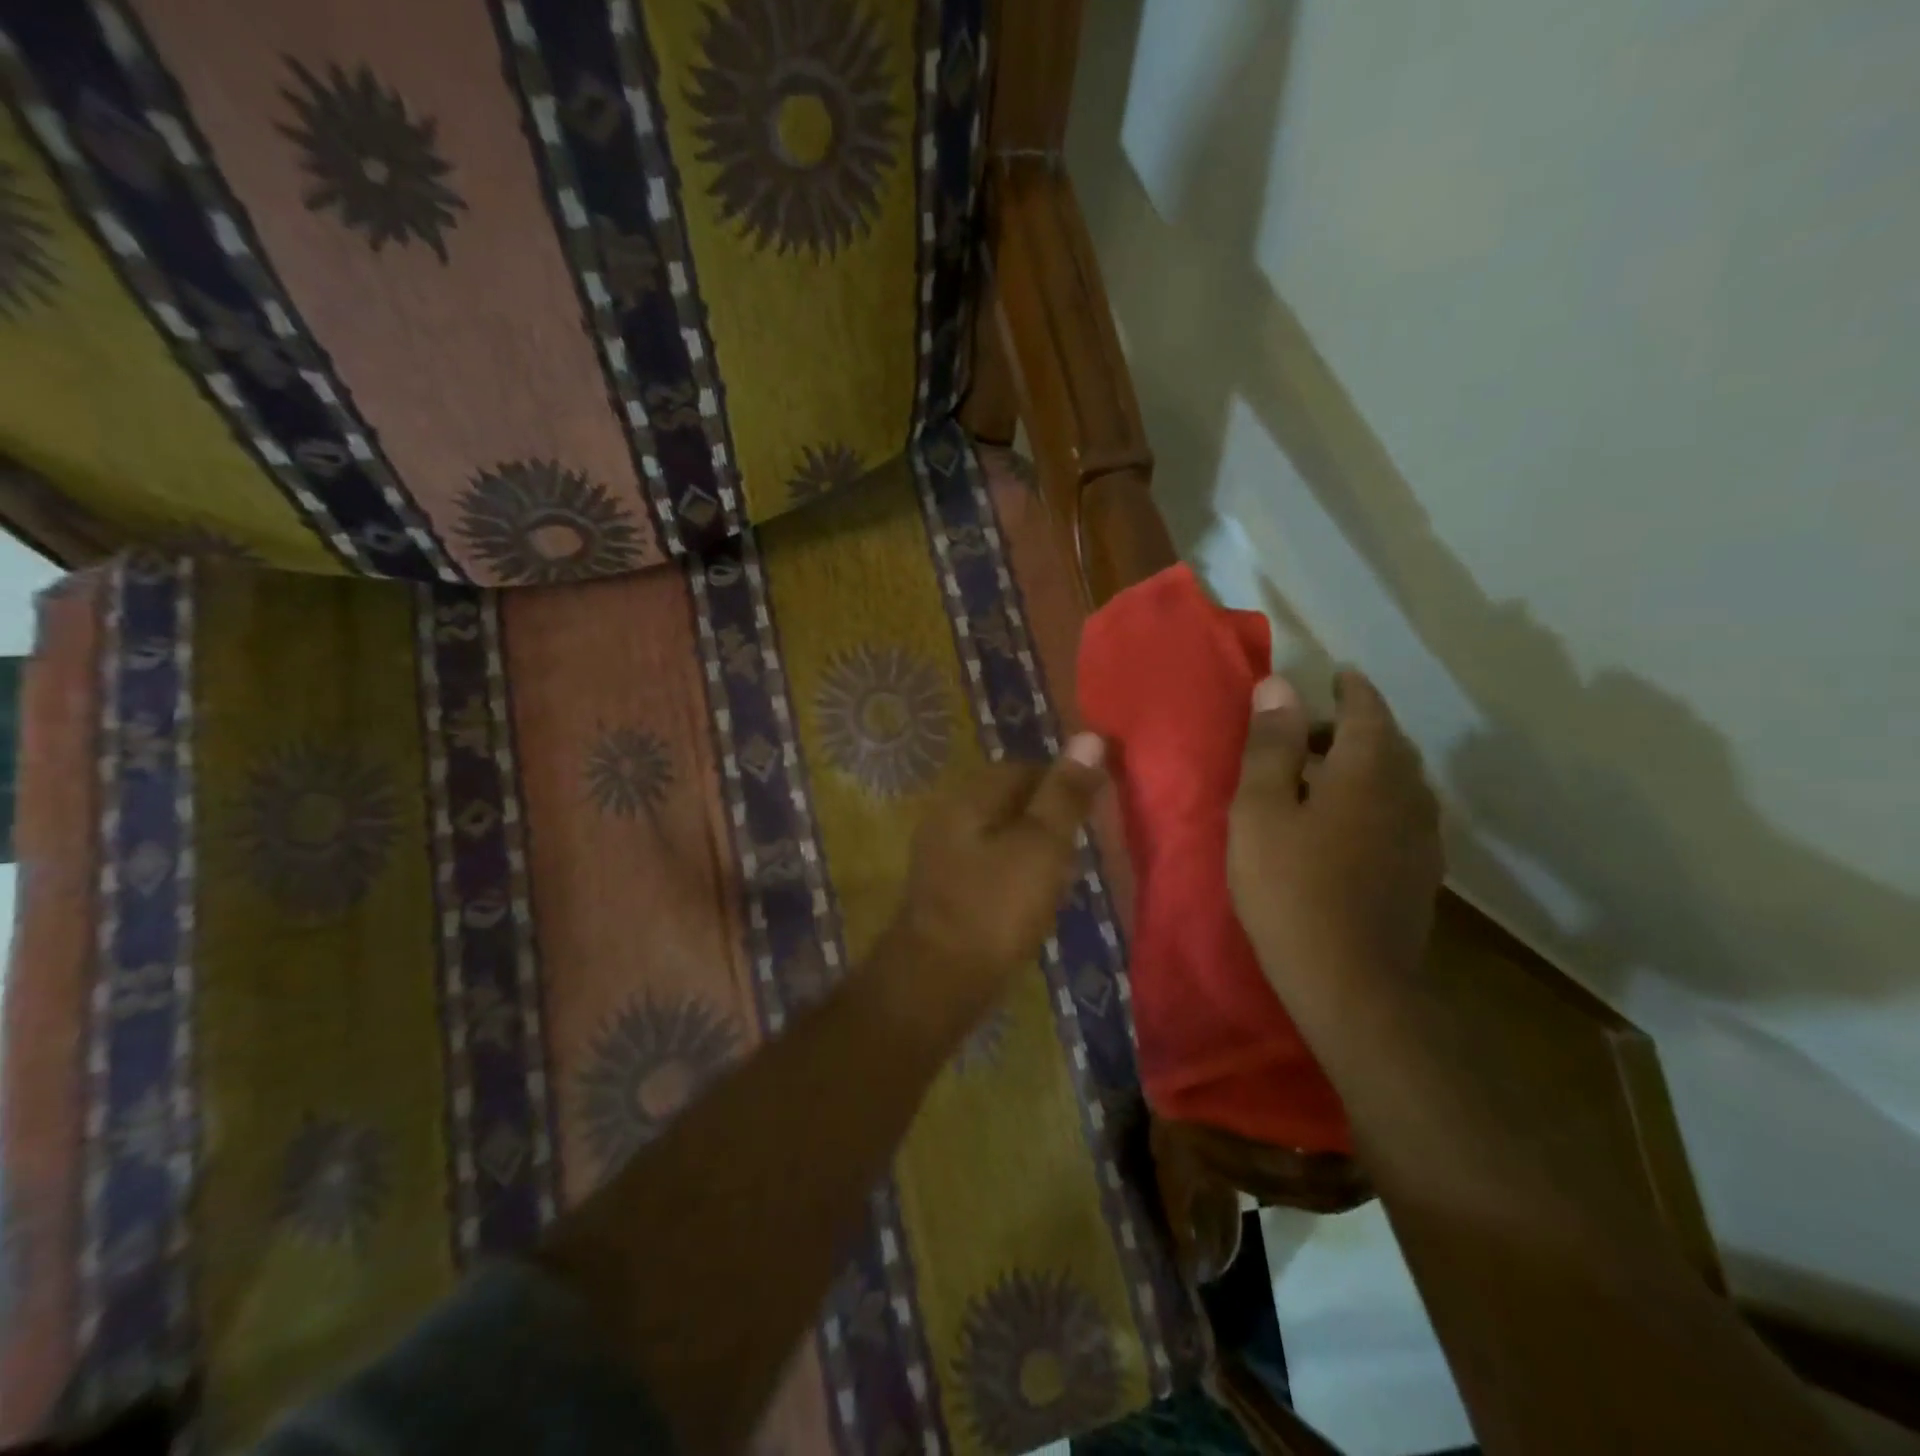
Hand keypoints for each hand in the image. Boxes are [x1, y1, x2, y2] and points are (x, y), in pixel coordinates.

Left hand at [889, 735, 1106, 1019]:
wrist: (940, 978)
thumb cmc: (997, 906)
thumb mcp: (1042, 844)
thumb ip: (1065, 793)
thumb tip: (1089, 737)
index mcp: (969, 797)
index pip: (1023, 769)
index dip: (1061, 784)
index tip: (1090, 815)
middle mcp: (948, 815)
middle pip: (1009, 800)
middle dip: (1047, 819)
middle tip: (1077, 850)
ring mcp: (941, 853)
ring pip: (999, 834)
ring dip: (1032, 848)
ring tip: (1061, 877)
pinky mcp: (944, 887)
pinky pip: (987, 864)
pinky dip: (1013, 873)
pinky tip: (1031, 900)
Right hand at [1227, 671, 1442, 999]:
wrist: (1349, 982)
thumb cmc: (1290, 886)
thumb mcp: (1260, 810)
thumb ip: (1271, 745)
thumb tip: (1279, 684)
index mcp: (1367, 770)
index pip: (1367, 710)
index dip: (1350, 689)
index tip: (1336, 675)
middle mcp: (1407, 793)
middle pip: (1387, 743)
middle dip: (1352, 727)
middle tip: (1308, 731)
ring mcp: (1421, 836)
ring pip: (1398, 780)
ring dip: (1365, 764)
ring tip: (1323, 774)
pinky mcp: (1420, 872)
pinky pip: (1401, 813)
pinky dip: (1376, 799)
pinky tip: (1348, 822)